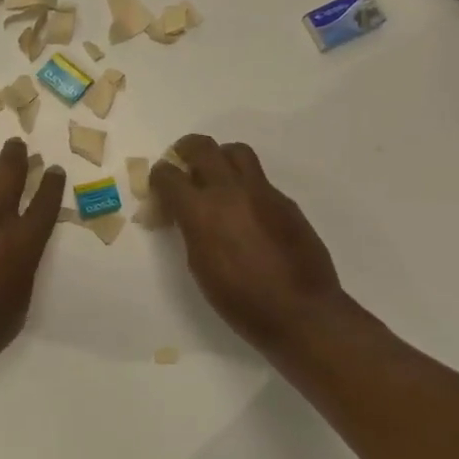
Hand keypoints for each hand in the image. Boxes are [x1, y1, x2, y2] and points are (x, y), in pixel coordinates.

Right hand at [151, 135, 346, 352]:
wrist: (300, 312)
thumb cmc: (239, 300)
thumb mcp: (199, 265)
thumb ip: (189, 229)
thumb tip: (184, 214)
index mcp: (201, 210)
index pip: (168, 175)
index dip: (158, 178)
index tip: (159, 189)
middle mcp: (230, 190)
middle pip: (201, 146)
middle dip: (185, 151)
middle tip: (183, 167)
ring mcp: (262, 192)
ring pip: (236, 152)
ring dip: (220, 158)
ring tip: (216, 179)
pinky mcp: (285, 201)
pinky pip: (260, 180)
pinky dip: (245, 186)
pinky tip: (247, 213)